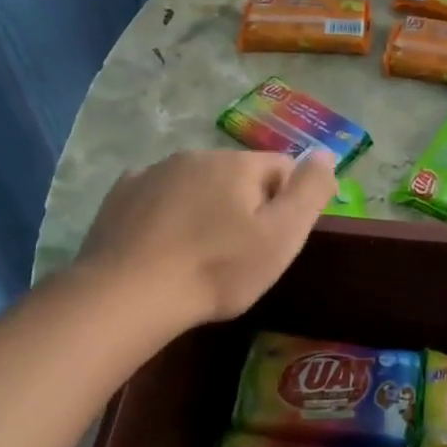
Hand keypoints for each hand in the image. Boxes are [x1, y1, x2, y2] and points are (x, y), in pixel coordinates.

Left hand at [76, 149, 336, 327]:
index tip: (276, 240)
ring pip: (197, 184)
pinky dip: (169, 214)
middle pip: (238, 175)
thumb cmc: (217, 270)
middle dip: (246, 204)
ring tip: (200, 255)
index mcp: (237, 164)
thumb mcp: (281, 236)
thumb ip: (310, 191)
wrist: (128, 294)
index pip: (282, 168)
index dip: (288, 202)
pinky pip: (159, 196)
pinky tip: (164, 247)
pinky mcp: (120, 195)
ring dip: (207, 208)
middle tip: (240, 254)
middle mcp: (195, 155)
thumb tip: (326, 152)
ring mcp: (153, 172)